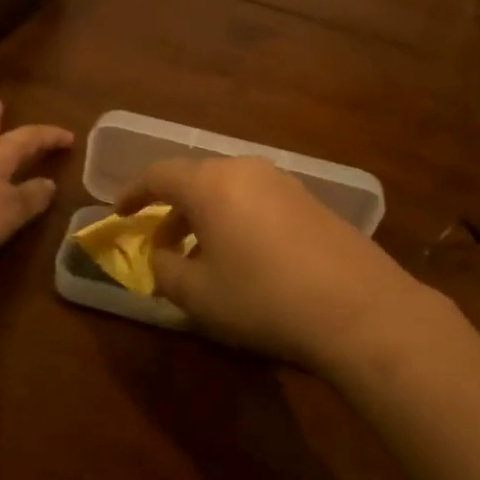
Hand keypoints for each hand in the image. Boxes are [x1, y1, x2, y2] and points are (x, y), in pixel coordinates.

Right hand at [116, 157, 427, 374]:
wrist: (360, 309)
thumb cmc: (263, 298)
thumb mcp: (198, 294)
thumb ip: (165, 270)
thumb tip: (161, 256)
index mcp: (210, 184)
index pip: (159, 175)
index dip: (134, 193)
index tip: (120, 213)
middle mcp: (246, 170)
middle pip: (196, 181)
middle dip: (173, 212)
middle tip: (162, 246)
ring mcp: (285, 183)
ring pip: (229, 192)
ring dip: (206, 219)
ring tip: (202, 258)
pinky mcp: (312, 202)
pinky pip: (258, 203)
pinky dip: (237, 222)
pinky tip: (245, 260)